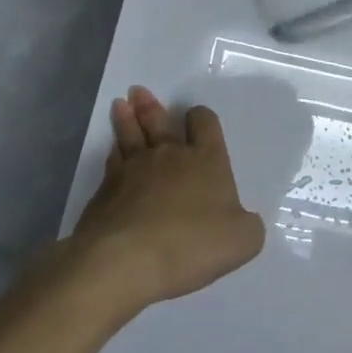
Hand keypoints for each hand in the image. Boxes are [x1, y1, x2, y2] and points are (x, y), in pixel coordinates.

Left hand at [72, 87, 265, 308]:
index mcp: (205, 159)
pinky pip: (111, 164)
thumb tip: (243, 222)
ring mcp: (132, 171)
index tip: (196, 117)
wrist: (126, 260)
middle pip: (159, 121)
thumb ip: (247, 226)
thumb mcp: (242, 240)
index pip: (205, 123)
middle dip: (151, 107)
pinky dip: (112, 155)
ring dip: (126, 120)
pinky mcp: (103, 192)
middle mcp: (168, 156)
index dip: (201, 117)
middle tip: (138, 92)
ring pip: (129, 136)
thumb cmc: (192, 243)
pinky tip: (112, 153)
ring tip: (120, 105)